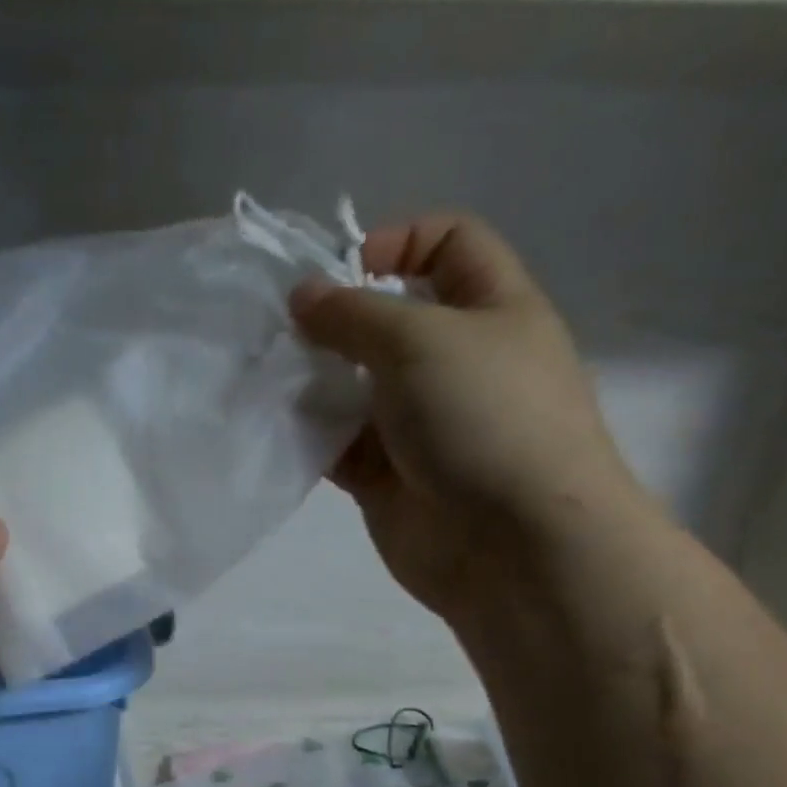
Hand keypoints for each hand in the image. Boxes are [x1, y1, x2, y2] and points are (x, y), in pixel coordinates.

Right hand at [291, 213, 641, 619]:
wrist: (512, 545)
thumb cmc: (483, 418)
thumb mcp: (420, 340)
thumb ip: (354, 314)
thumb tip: (303, 296)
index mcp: (491, 310)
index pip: (450, 245)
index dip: (398, 240)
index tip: (342, 268)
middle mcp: (455, 364)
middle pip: (389, 323)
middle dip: (338, 321)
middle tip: (287, 334)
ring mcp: (420, 427)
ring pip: (356, 390)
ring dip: (315, 384)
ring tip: (274, 382)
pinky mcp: (388, 480)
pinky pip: (341, 447)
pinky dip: (312, 438)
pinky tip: (282, 432)